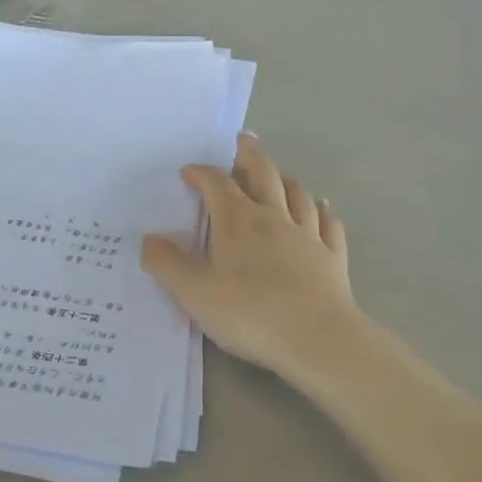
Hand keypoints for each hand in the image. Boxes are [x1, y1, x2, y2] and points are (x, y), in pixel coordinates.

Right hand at [143, 135, 369, 383]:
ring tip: (278, 175)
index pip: (216, 184)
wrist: (317, 339)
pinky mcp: (332, 258)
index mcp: (237, 221)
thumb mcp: (194, 293)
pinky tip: (321, 209)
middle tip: (243, 141)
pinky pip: (328, 224)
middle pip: (263, 174)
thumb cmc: (249, 313)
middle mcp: (274, 218)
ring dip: (285, 180)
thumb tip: (148, 239)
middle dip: (249, 156)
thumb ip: (167, 264)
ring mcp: (308, 235)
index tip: (188, 172)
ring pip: (298, 194)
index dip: (201, 173)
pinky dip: (322, 211)